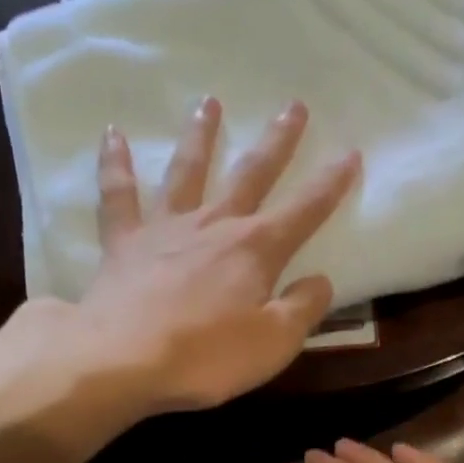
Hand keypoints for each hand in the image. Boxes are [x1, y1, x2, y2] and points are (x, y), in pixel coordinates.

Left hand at [70, 97, 359, 413]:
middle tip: (294, 106)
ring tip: (210, 102)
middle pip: (251, 175)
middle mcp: (214, 225)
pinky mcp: (124, 243)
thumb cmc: (208, 357)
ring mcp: (165, 229)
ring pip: (187, 171)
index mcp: (256, 250)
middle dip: (277, 142)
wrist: (125, 360)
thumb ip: (303, 309)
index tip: (350, 153)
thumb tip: (321, 281)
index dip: (330, 184)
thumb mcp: (274, 343)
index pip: (304, 211)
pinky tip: (113, 135)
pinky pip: (118, 194)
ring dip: (201, 136)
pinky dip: (115, 163)